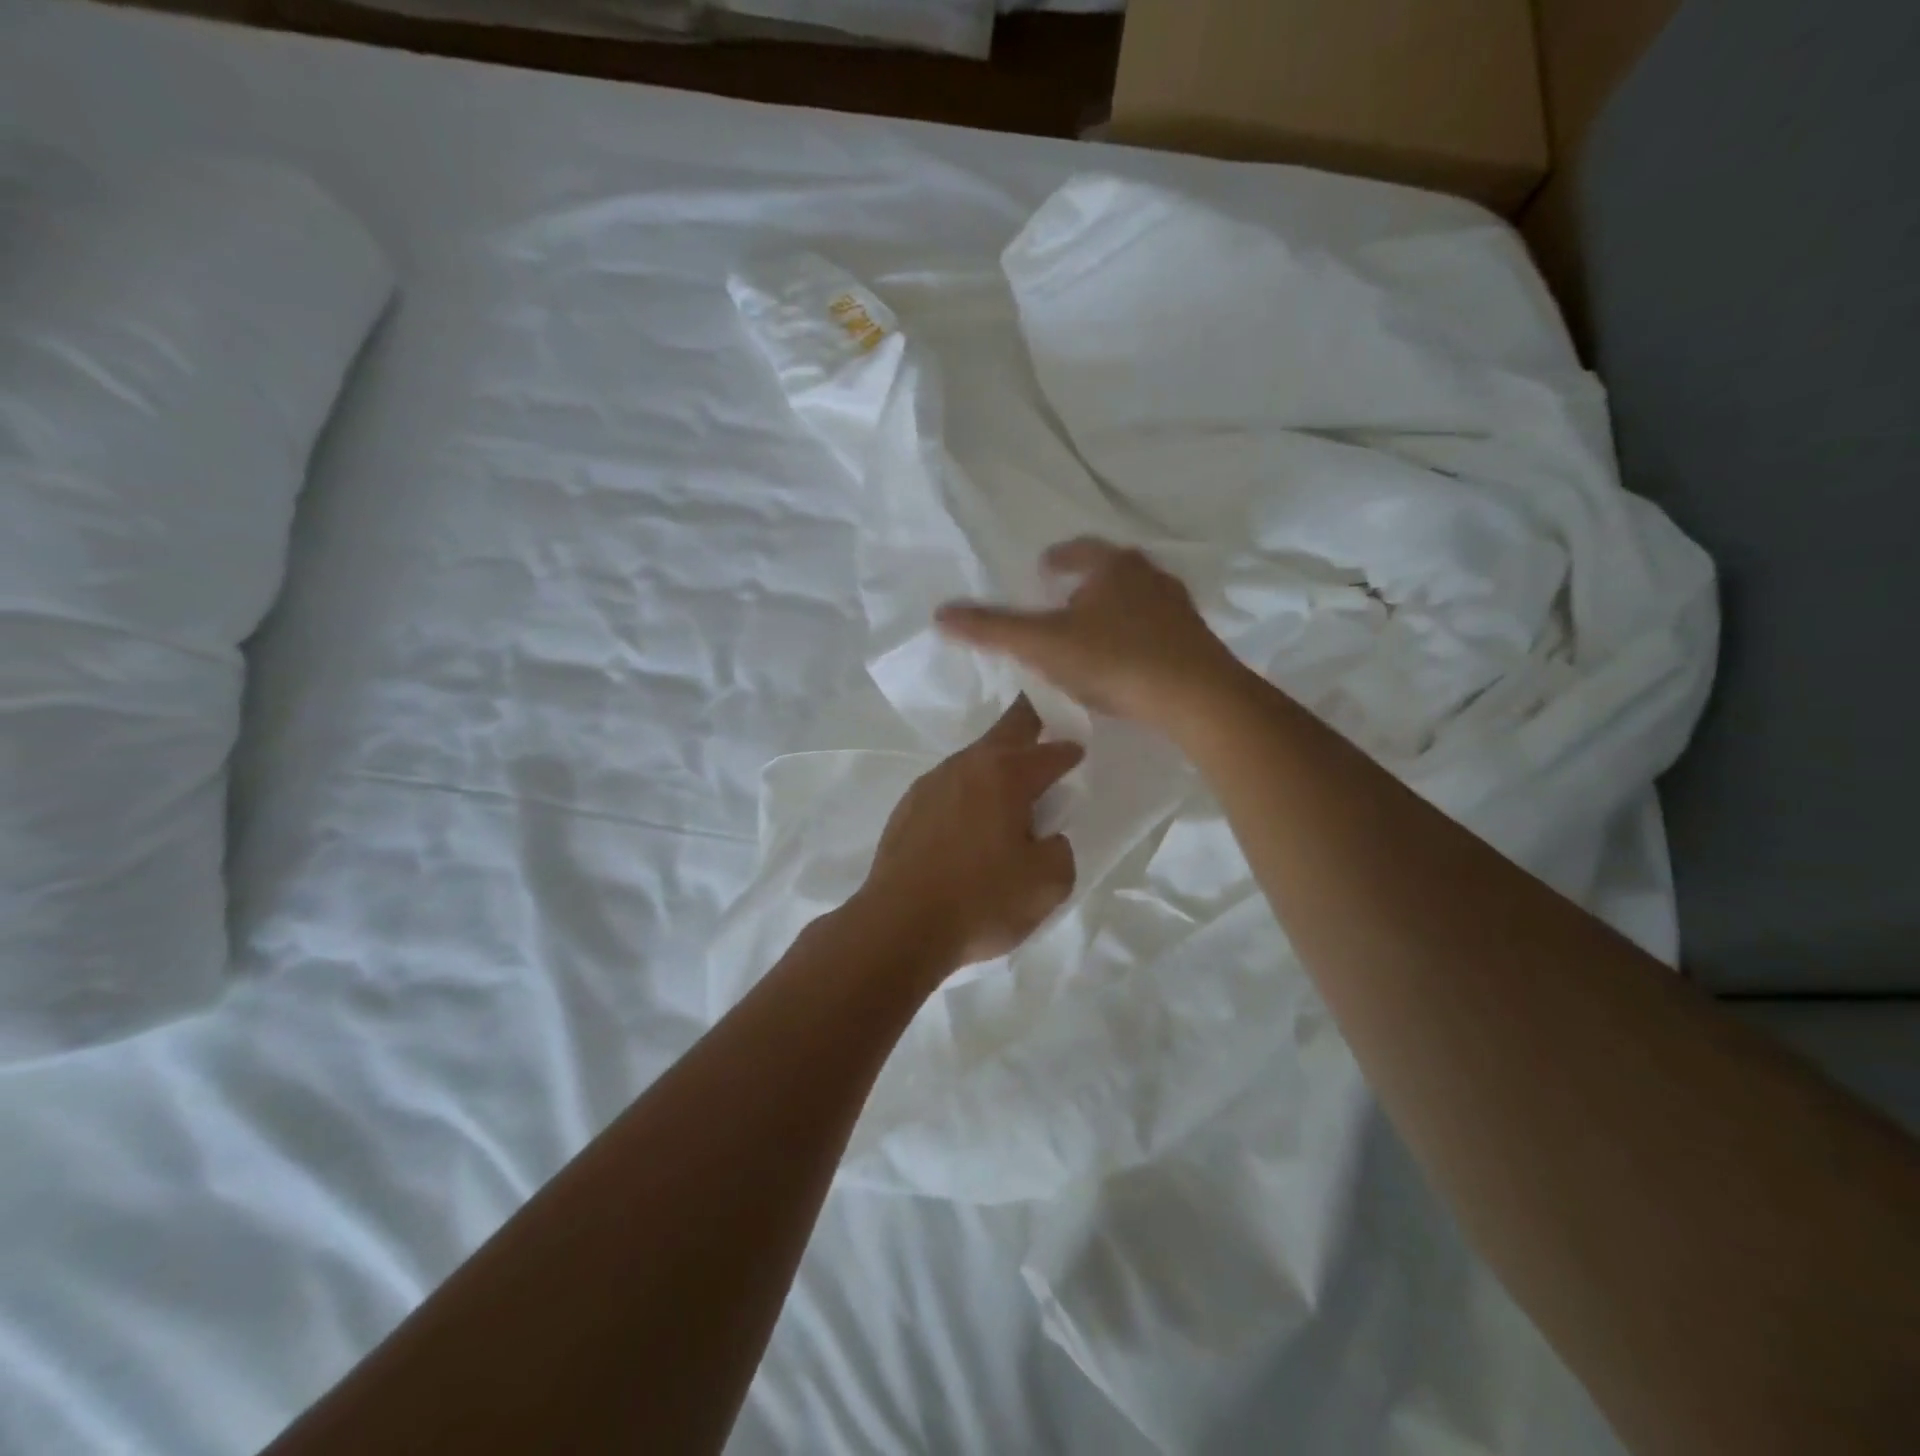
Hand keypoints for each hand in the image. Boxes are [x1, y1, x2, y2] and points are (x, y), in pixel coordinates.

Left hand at [853, 697, 1080, 973]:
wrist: (899, 925)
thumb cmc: (981, 900)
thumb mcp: (1048, 884)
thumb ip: (1059, 851)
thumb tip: (1046, 839)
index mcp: (1006, 774)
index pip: (1050, 752)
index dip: (1070, 752)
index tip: (1079, 754)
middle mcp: (966, 766)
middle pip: (1007, 730)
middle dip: (1031, 721)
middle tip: (1046, 721)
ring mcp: (931, 783)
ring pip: (974, 759)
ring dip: (996, 764)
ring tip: (1010, 786)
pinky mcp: (907, 808)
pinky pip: (949, 788)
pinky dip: (968, 793)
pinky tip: (970, 819)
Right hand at [935, 538, 1245, 730]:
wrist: (1196, 697)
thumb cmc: (1114, 660)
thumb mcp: (1043, 645)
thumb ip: (993, 629)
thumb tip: (940, 614)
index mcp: (1112, 566)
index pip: (1078, 551)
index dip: (1057, 559)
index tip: (1043, 571)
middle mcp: (1149, 576)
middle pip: (1110, 571)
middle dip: (1085, 583)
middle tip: (1062, 602)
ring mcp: (1176, 607)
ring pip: (1136, 599)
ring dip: (1111, 610)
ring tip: (1090, 634)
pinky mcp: (1194, 639)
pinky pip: (1155, 629)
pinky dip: (1134, 636)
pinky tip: (1125, 663)